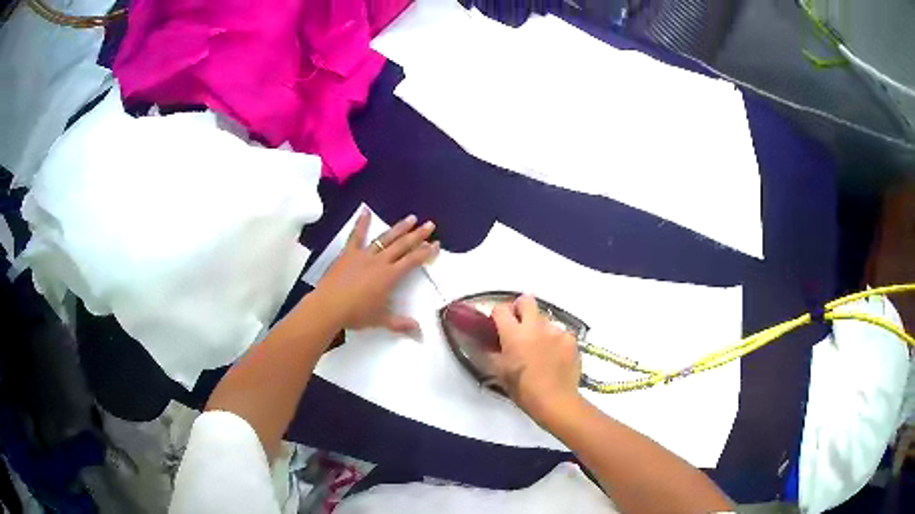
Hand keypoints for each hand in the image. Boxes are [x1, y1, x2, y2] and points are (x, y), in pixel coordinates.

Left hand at [315, 208, 437, 332]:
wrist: (329, 306)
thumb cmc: (355, 314)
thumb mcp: (380, 320)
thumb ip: (400, 324)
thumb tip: (420, 332)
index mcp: (389, 276)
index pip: (412, 261)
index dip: (425, 252)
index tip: (436, 244)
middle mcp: (380, 261)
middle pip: (403, 245)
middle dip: (418, 235)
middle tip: (430, 224)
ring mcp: (363, 255)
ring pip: (385, 238)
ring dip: (399, 228)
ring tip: (411, 218)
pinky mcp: (348, 253)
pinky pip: (356, 236)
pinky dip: (361, 223)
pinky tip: (366, 211)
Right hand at [491, 295, 582, 426]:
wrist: (555, 400)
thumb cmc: (523, 389)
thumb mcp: (500, 373)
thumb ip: (492, 353)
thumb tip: (488, 344)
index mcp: (514, 333)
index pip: (501, 309)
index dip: (498, 315)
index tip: (499, 325)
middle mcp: (535, 326)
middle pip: (526, 300)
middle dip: (521, 309)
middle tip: (520, 326)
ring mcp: (556, 331)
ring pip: (545, 319)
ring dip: (540, 329)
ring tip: (541, 349)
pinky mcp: (571, 339)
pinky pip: (561, 333)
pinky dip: (556, 341)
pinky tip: (556, 356)